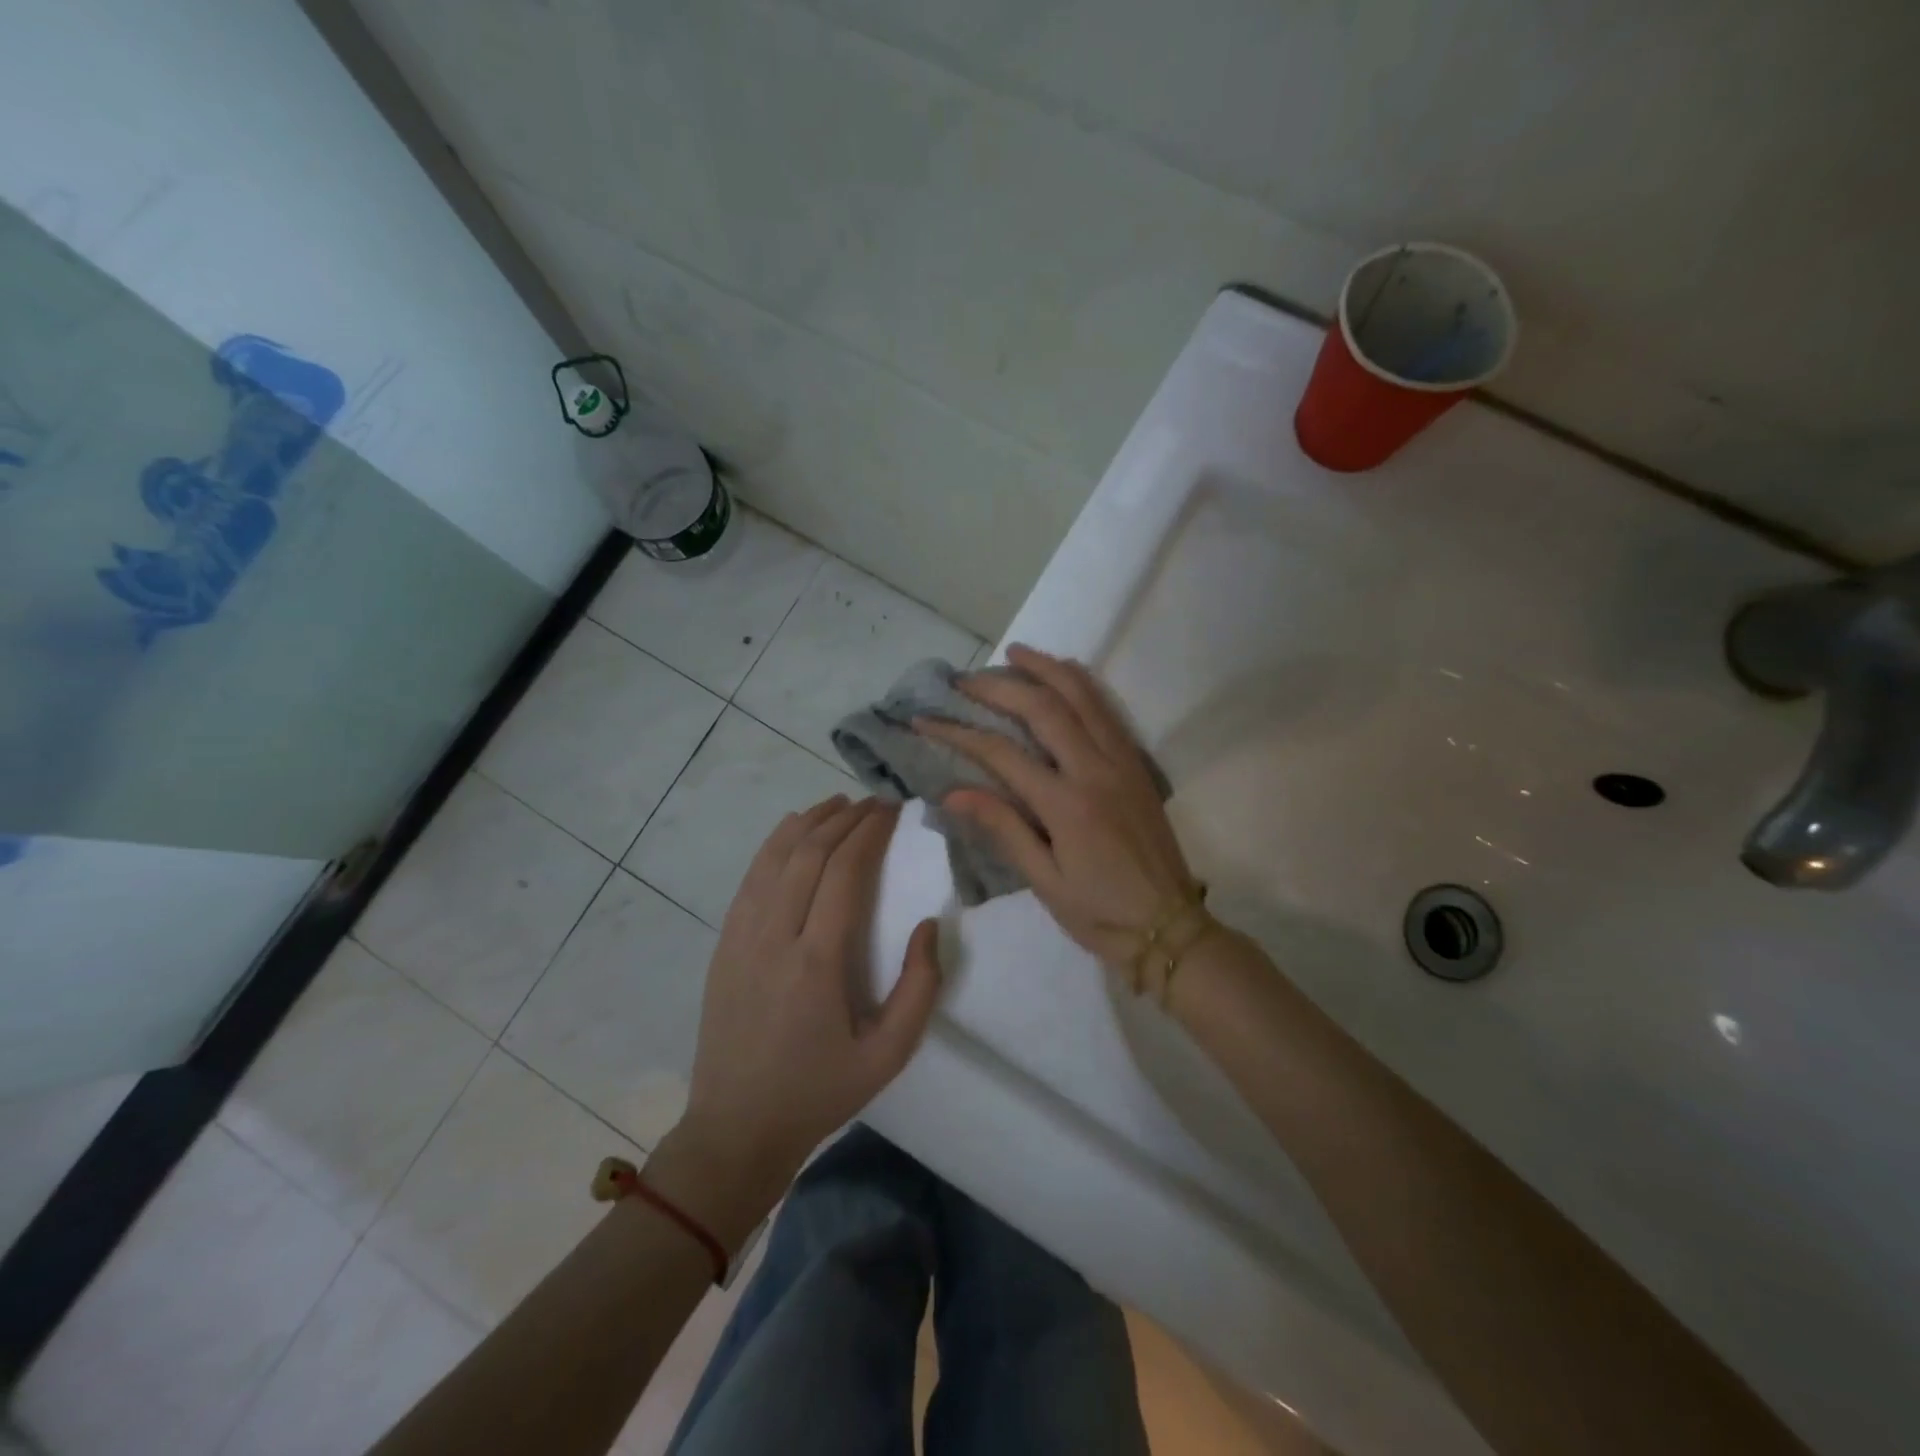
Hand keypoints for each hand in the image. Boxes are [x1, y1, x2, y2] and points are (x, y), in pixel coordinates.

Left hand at [672, 796, 940, 1219]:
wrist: (736, 1127)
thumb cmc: (820, 1091)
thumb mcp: (889, 1054)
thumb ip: (920, 988)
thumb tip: (929, 924)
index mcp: (817, 962)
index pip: (845, 871)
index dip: (870, 832)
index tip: (893, 810)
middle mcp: (774, 936)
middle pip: (809, 853)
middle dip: (844, 817)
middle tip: (874, 802)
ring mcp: (741, 936)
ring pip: (774, 856)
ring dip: (809, 822)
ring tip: (839, 803)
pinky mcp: (724, 943)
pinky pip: (751, 877)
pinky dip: (775, 844)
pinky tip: (793, 831)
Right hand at [915, 645, 1198, 976]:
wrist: (1169, 927)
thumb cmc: (1100, 913)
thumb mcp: (1044, 882)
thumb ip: (1003, 828)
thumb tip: (953, 792)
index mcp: (1066, 805)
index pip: (1000, 753)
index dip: (958, 732)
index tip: (926, 719)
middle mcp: (1095, 770)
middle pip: (1043, 707)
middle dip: (999, 686)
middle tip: (965, 678)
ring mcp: (1122, 762)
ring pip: (1083, 696)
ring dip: (1047, 668)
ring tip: (1015, 653)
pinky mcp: (1138, 764)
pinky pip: (1108, 710)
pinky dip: (1083, 684)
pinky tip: (1065, 674)